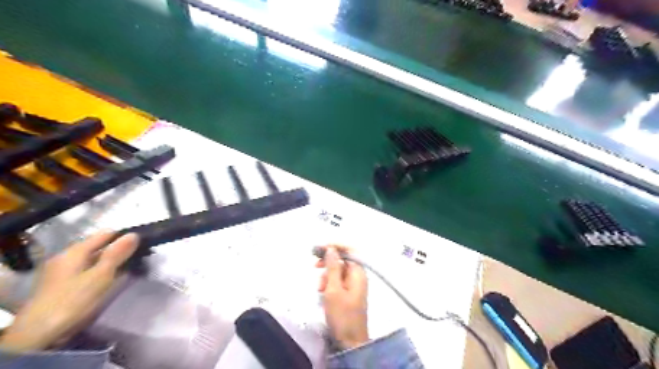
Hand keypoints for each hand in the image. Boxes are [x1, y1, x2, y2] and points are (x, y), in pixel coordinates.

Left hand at [0, 233, 138, 353]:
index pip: (105, 234)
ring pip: (95, 259)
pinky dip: (102, 272)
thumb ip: (117, 254)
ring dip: (112, 262)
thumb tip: (134, 234)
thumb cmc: (74, 300)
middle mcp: (67, 257)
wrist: (39, 334)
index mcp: (75, 251)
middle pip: (100, 246)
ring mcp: (64, 271)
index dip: (124, 237)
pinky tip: (113, 279)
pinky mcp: (64, 284)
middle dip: (120, 251)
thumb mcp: (101, 275)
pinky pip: (89, 270)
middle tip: (140, 258)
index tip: (142, 245)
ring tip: (132, 268)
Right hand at [312, 245, 365, 348]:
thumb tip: (331, 249)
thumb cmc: (342, 314)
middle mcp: (358, 276)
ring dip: (327, 274)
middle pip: (343, 259)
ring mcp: (354, 285)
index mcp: (358, 272)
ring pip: (339, 271)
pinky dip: (329, 283)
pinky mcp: (349, 293)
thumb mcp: (333, 289)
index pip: (349, 250)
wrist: (350, 341)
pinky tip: (322, 291)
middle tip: (314, 265)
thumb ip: (332, 267)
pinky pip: (338, 281)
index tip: (319, 247)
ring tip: (319, 287)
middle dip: (328, 262)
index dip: (335, 245)